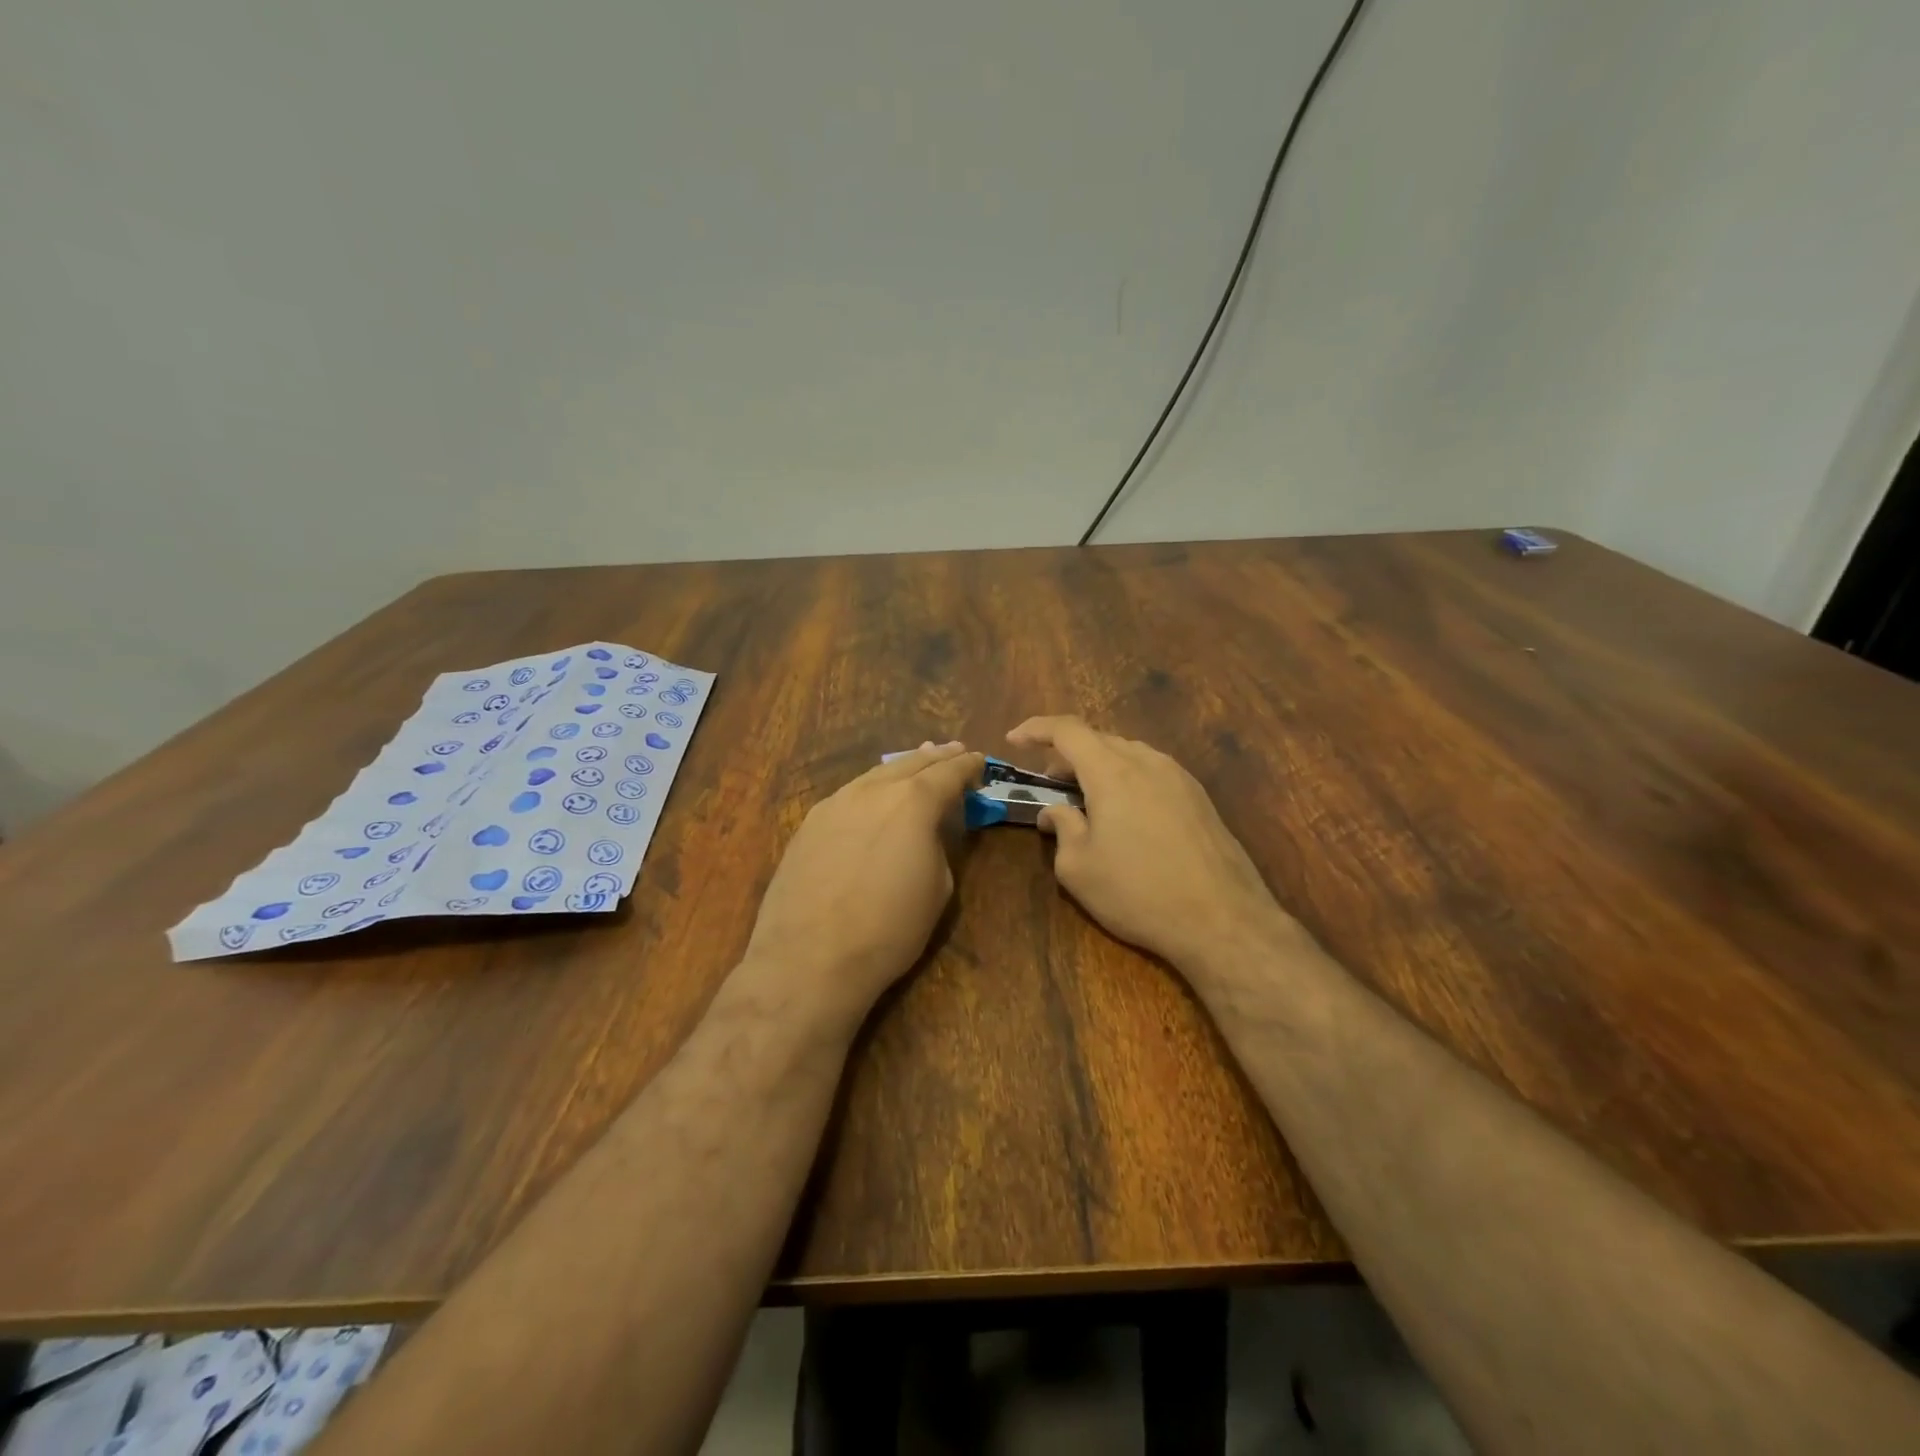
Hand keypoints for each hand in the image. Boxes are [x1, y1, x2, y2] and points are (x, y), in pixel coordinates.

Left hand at [741, 742, 983, 1033]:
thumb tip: (925, 833)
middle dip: (935, 757)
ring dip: (900, 768)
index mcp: (913, 802)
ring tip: (916, 762)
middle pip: (910, 764)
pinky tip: (873, 797)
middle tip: (953, 751)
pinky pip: (848, 795)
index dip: (968, 766)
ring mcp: (834, 804)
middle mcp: (872, 791)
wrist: (810, 958)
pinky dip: (870, 788)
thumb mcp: (937, 888)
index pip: (948, 772)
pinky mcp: (808, 825)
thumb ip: (937, 846)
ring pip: (875, 775)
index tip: (980, 760)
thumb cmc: (889, 930)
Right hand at [1007, 716, 1291, 974]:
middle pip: (1099, 740)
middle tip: (1048, 783)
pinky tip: (1124, 814)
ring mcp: (1179, 777)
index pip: (1067, 730)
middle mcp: (1147, 762)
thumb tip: (1056, 812)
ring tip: (1085, 800)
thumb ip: (1061, 828)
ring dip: (1098, 767)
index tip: (1013, 738)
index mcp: (1112, 771)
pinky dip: (1126, 779)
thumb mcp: (1079, 868)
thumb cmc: (1138, 892)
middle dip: (1066, 754)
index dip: (1036, 728)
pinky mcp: (1199, 798)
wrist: (1222, 920)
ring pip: (1128, 755)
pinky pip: (1152, 772)